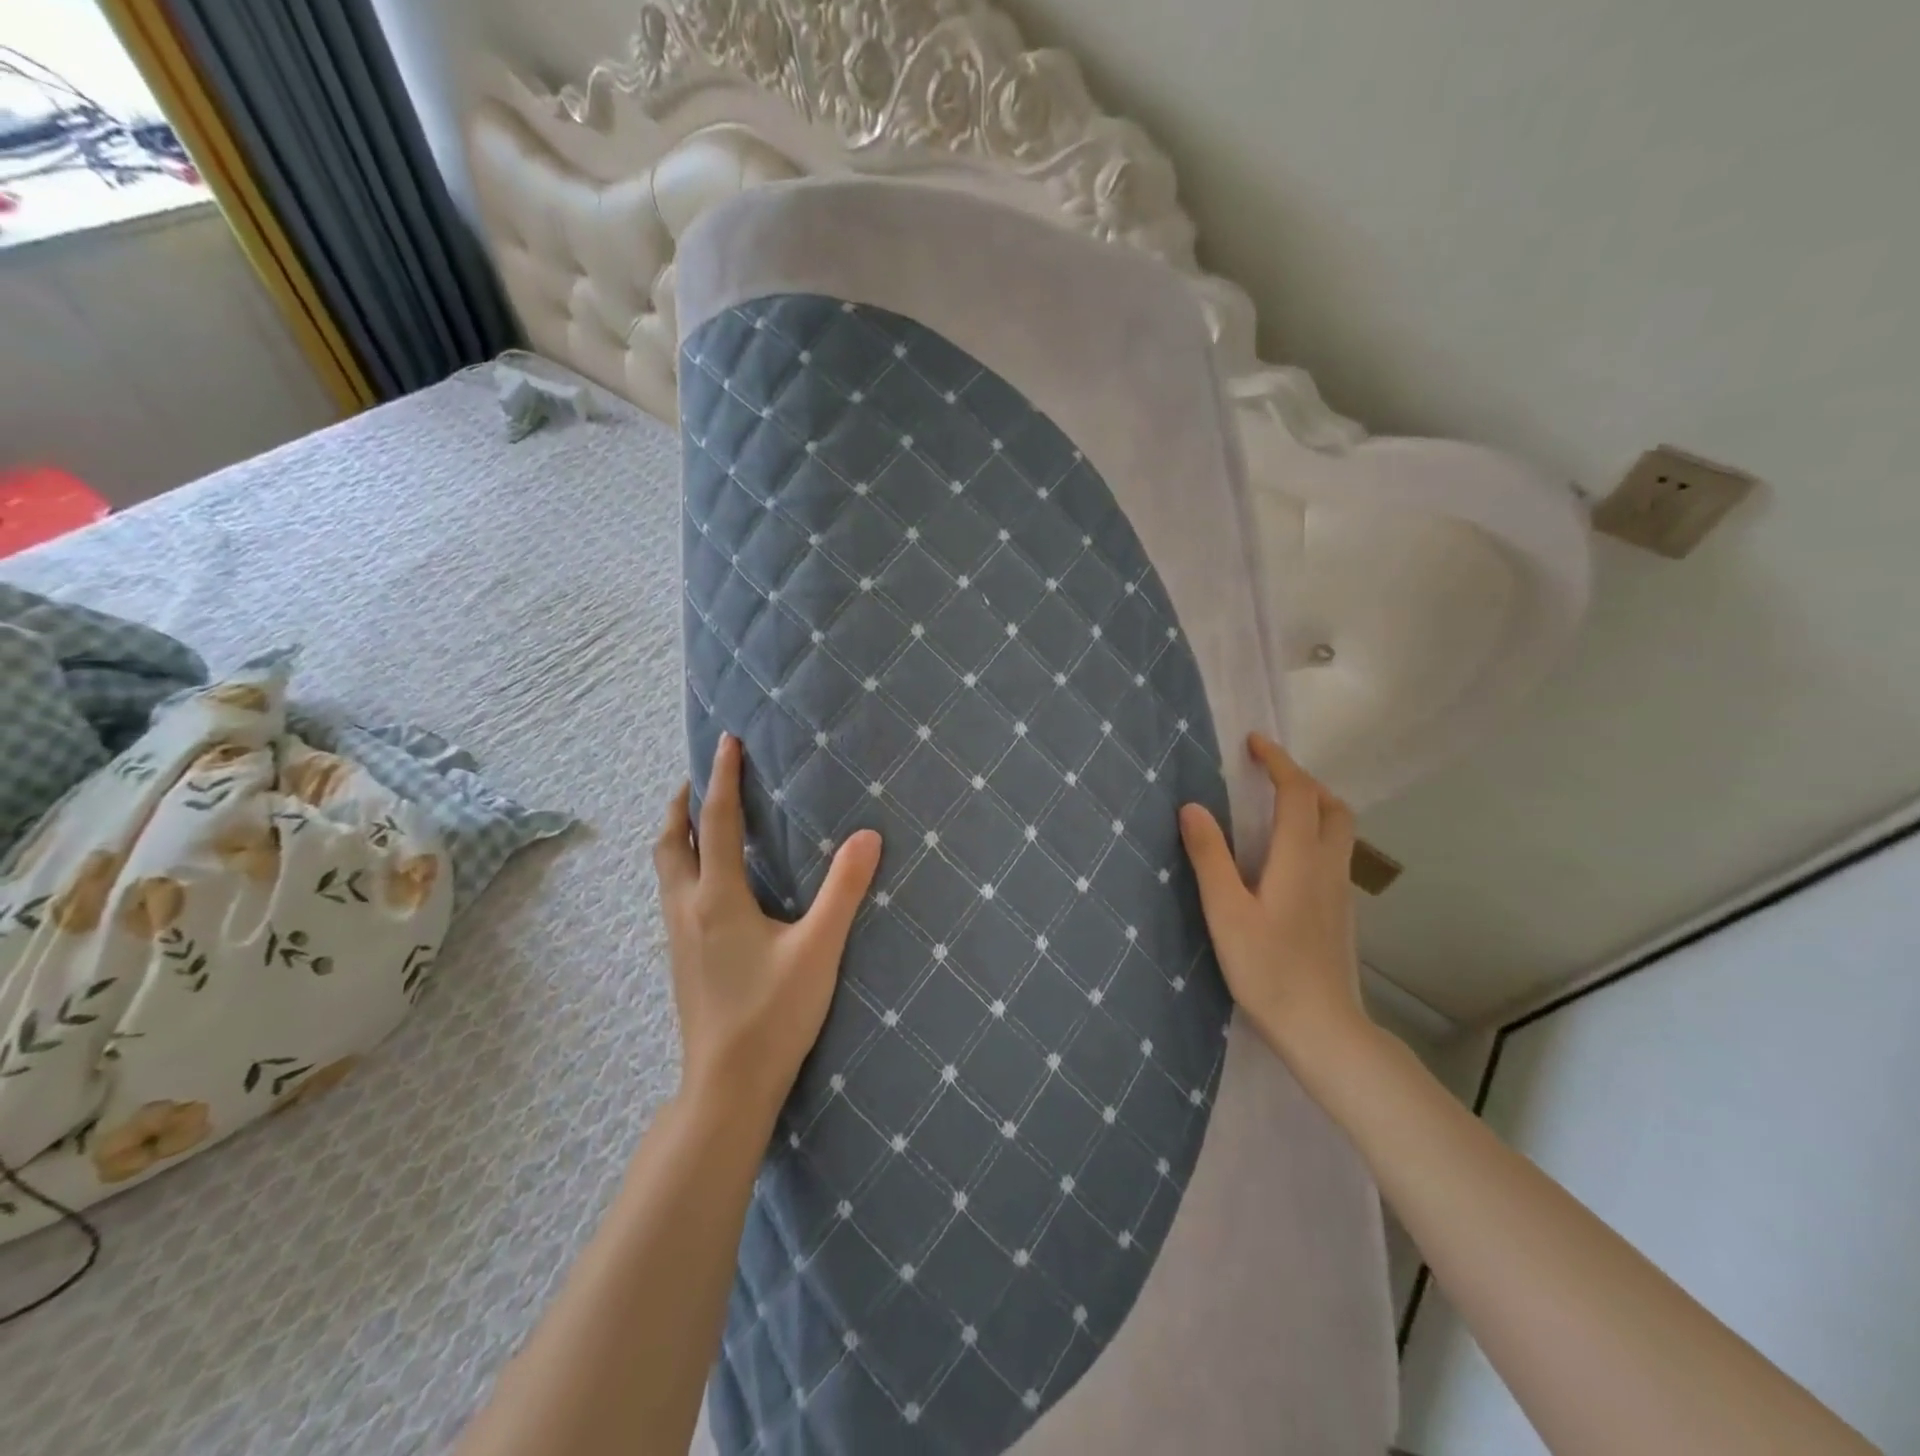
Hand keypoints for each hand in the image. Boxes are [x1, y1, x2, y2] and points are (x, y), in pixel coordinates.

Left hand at [653, 733, 882, 1121]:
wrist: (726, 1086)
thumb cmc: (774, 1015)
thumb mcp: (818, 949)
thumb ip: (843, 891)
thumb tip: (868, 836)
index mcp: (717, 897)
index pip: (716, 821)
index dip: (722, 777)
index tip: (727, 742)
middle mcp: (687, 908)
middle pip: (671, 840)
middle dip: (684, 801)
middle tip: (704, 776)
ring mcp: (678, 935)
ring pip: (666, 868)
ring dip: (680, 832)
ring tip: (703, 816)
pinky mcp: (682, 957)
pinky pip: (673, 891)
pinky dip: (684, 863)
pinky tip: (711, 880)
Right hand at [1178, 733, 1369, 1069]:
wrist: (1323, 1029)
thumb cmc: (1268, 970)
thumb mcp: (1226, 912)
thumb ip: (1209, 857)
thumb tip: (1192, 807)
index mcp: (1299, 859)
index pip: (1297, 794)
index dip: (1278, 762)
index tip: (1254, 743)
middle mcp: (1328, 867)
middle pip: (1332, 806)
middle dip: (1303, 780)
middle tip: (1268, 774)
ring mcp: (1340, 892)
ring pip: (1339, 831)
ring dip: (1313, 805)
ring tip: (1276, 807)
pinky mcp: (1340, 913)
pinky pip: (1335, 854)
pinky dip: (1315, 833)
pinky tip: (1287, 856)